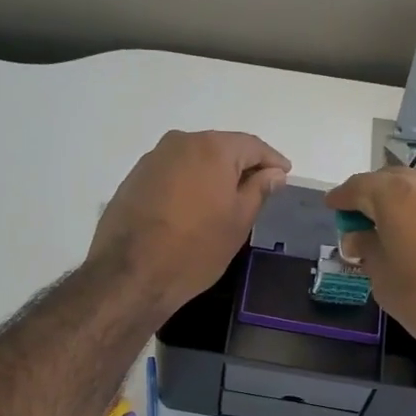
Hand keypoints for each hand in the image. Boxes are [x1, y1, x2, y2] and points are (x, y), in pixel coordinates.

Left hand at [90, 130, 290, 314]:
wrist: (131, 273)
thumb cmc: (196, 249)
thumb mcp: (239, 222)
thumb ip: (259, 190)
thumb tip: (273, 172)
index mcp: (213, 148)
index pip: (252, 146)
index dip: (272, 160)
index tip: (284, 174)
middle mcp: (181, 142)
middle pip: (221, 148)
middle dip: (241, 165)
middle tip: (258, 188)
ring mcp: (153, 158)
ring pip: (194, 159)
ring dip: (212, 174)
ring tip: (225, 199)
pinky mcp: (134, 178)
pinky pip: (173, 173)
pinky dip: (188, 183)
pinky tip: (193, 206)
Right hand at [323, 166, 415, 369]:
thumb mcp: (383, 279)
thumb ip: (367, 249)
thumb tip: (359, 237)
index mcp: (398, 194)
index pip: (358, 186)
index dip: (342, 199)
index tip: (331, 208)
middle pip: (390, 182)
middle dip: (371, 200)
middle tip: (358, 226)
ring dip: (400, 207)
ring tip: (390, 235)